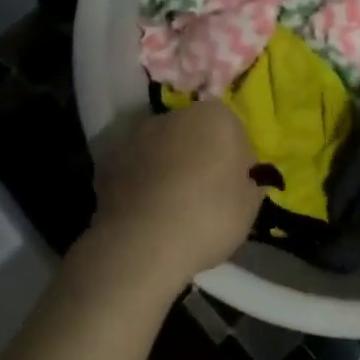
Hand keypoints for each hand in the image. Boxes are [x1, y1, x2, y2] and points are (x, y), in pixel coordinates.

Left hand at [84, 103, 264, 296]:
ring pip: (162, 149)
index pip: (234, 133)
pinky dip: (141, 182)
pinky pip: (136, 169)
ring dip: (168, 167)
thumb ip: (250, 183)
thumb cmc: (208, 216)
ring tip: (172, 208)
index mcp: (215, 116)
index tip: (235, 188)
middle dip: (200, 157)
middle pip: (195, 134)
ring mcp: (137, 136)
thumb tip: (244, 179)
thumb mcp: (250, 206)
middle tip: (205, 197)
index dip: (236, 161)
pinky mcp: (109, 161)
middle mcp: (174, 115)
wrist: (142, 244)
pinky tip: (147, 213)